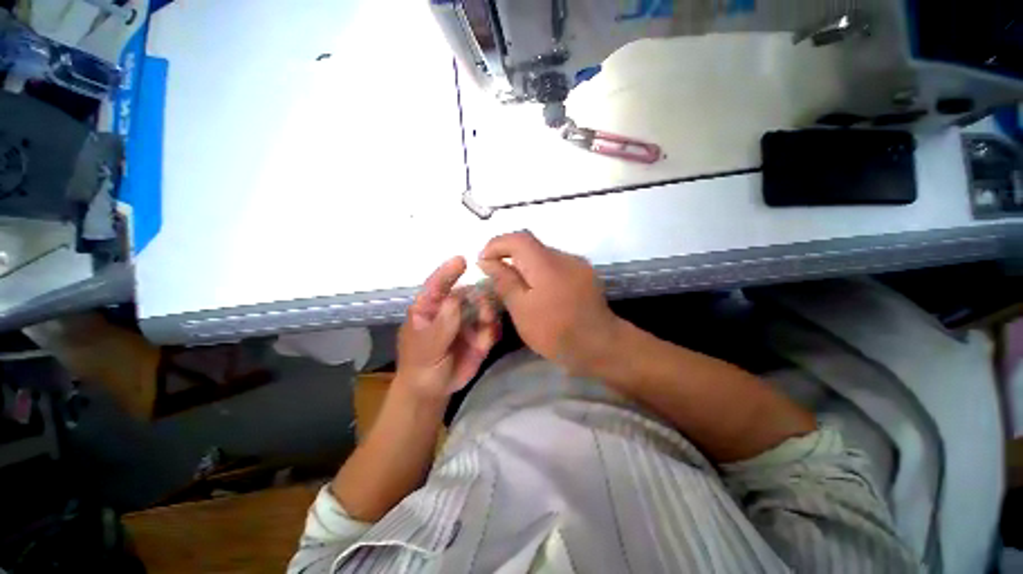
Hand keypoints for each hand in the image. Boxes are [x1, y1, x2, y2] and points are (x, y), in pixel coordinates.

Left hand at [396, 256, 499, 401]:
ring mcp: (467, 322)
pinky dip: (493, 328)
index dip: (448, 272)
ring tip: (486, 323)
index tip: (461, 260)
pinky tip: (487, 338)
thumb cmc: (420, 365)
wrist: (432, 390)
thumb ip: (442, 324)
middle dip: (478, 295)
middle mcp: (451, 310)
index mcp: (430, 307)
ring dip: (488, 311)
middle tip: (484, 305)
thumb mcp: (426, 347)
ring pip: (483, 307)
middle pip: (468, 293)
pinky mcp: (480, 335)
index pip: (437, 285)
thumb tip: (456, 297)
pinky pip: (492, 326)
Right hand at [478, 231, 620, 374]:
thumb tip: (487, 261)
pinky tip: (539, 291)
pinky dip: (540, 272)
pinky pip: (555, 265)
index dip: (496, 244)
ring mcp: (577, 264)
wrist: (601, 346)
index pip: (518, 238)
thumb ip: (504, 281)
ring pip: (543, 255)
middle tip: (497, 277)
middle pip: (531, 245)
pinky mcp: (584, 273)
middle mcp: (564, 256)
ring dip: (525, 265)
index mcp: (547, 264)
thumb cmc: (556, 332)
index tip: (483, 261)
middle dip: (509, 256)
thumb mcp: (522, 310)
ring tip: (517, 287)